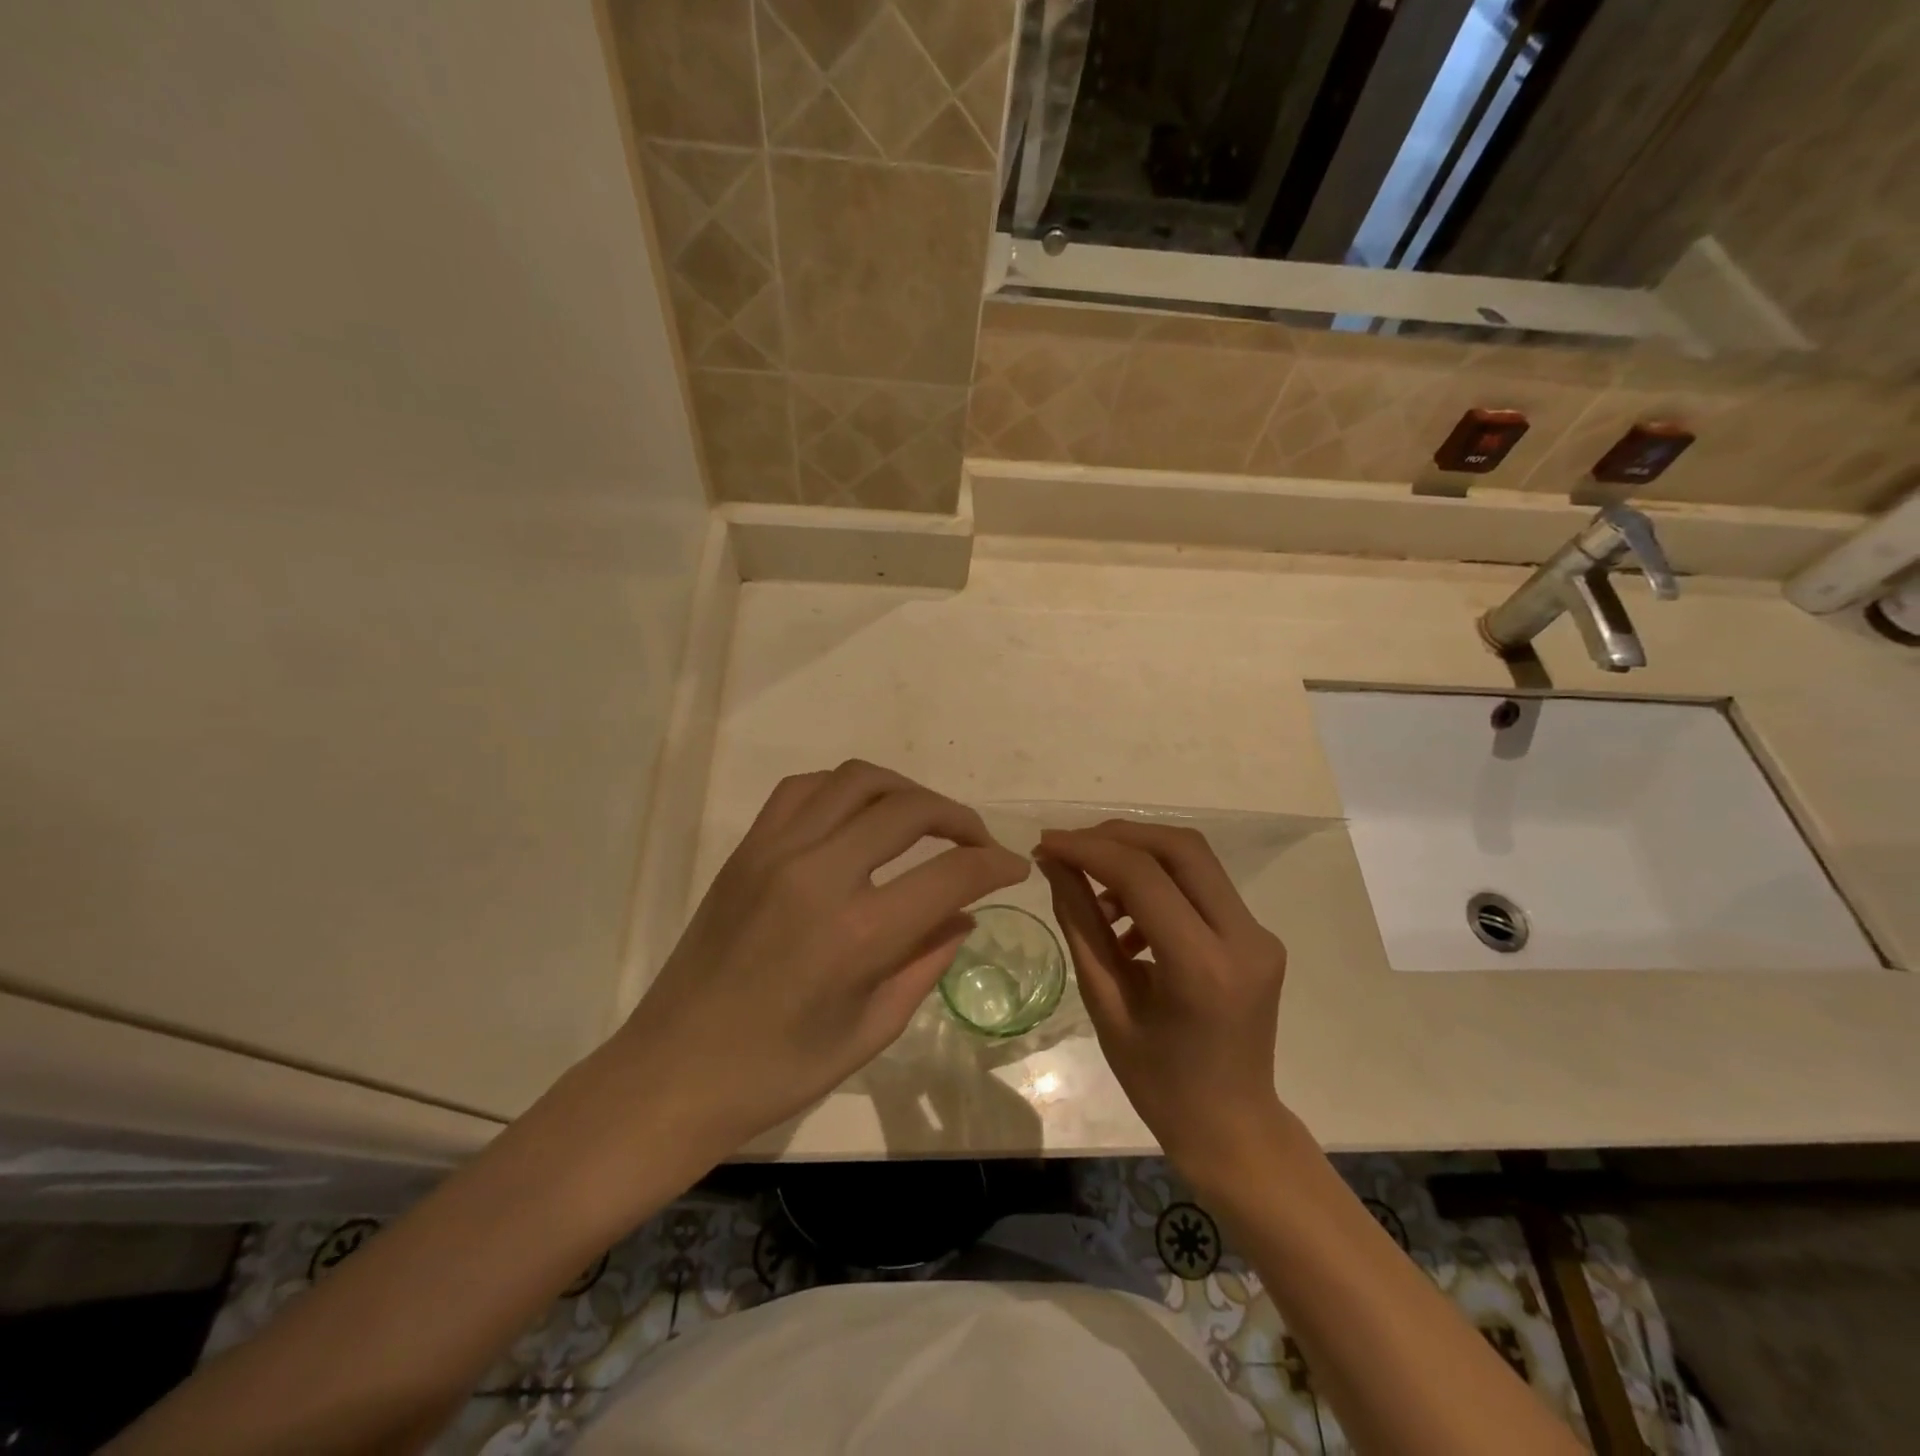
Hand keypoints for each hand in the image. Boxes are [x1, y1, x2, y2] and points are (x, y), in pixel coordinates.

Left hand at [621, 761, 1028, 1151]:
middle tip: (977, 843)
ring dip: (905, 791)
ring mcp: (775, 852)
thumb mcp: (870, 1030)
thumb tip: (964, 915)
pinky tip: (859, 816)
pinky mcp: (746, 849)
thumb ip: (926, 963)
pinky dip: (846, 789)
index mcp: (857, 934)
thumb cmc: (777, 1072)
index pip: (951, 873)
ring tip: (925, 820)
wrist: (672, 1073)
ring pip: (857, 780)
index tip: (1015, 867)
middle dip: (959, 818)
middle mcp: (818, 874)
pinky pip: (804, 789)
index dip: (995, 864)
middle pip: (909, 809)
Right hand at [1038, 821, 1287, 1186]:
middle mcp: (1244, 938)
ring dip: (1138, 858)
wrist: (1232, 1126)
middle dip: (1117, 836)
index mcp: (1203, 967)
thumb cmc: (1158, 1081)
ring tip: (1094, 897)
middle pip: (1180, 848)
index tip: (1046, 844)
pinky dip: (1159, 884)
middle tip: (1069, 849)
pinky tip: (1127, 921)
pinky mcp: (1258, 936)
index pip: (1143, 877)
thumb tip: (1054, 864)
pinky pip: (1202, 887)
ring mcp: (1259, 934)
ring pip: (1194, 860)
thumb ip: (1081, 924)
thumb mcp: (1105, 1003)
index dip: (1089, 849)